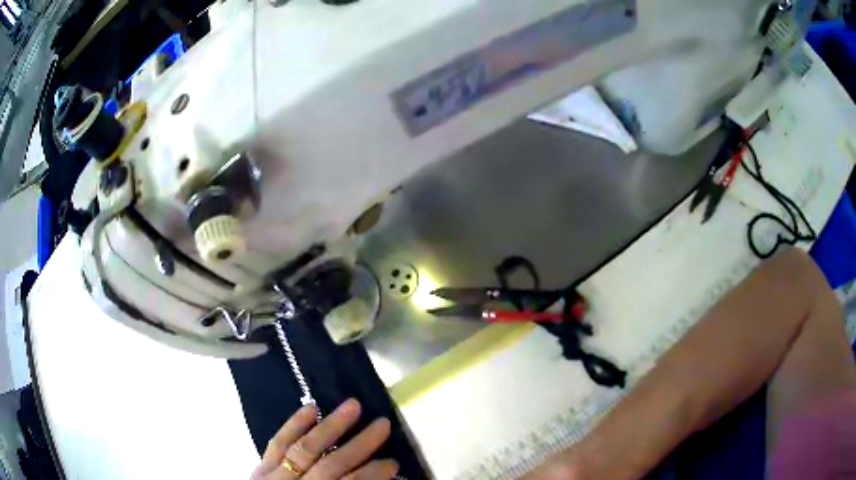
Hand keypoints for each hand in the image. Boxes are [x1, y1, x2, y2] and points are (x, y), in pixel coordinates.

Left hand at [251, 399, 397, 479]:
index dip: (372, 475)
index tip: (393, 463)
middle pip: (332, 464)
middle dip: (360, 445)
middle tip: (383, 424)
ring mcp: (276, 475)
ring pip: (305, 448)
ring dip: (331, 426)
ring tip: (353, 405)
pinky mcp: (261, 467)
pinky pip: (277, 443)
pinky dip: (293, 425)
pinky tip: (311, 408)